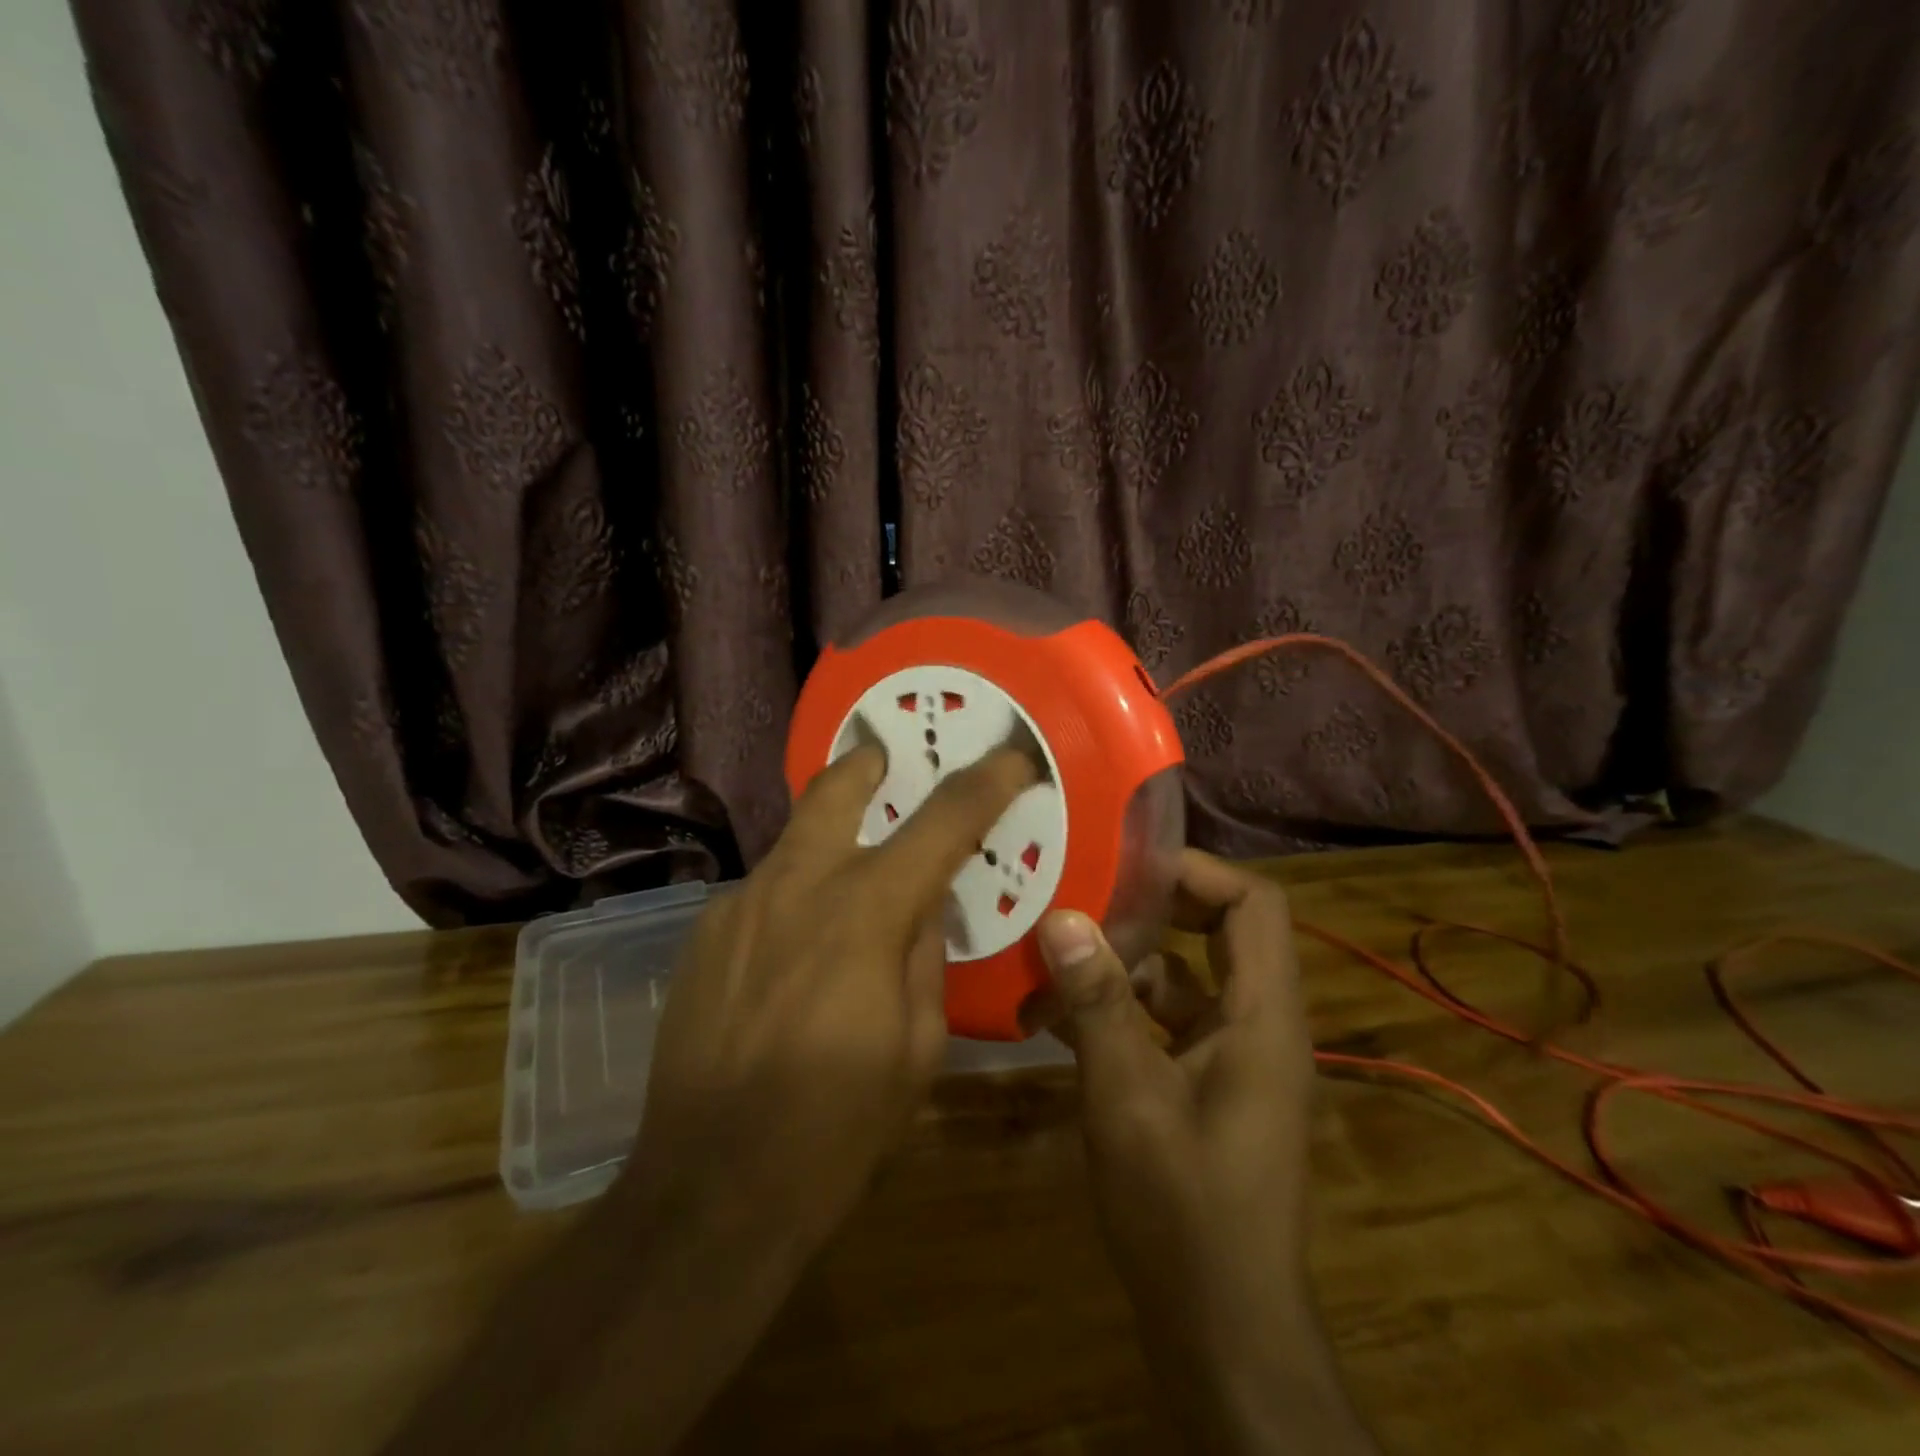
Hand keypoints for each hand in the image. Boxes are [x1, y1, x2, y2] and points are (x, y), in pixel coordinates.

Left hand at [386, 745, 1038, 1455]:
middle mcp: (797, 885)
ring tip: (850, 875)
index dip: (987, 782)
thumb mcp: (918, 1047)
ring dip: (830, 839)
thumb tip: (921, 909)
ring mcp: (739, 904)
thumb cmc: (836, 1128)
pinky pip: (764, 892)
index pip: (942, 820)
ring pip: (795, 840)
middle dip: (869, 764)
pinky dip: (795, 896)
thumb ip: (924, 958)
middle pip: (836, 788)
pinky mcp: (703, 934)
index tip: (1013, 757)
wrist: (709, 1191)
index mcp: (866, 911)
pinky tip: (797, 948)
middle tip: (888, 760)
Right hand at [1038, 852, 1372, 1452]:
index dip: (1197, 872)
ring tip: (1050, 955)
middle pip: (1218, 933)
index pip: (1255, 905)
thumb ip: (1097, 1003)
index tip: (1127, 863)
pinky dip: (1118, 1011)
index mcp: (1264, 1018)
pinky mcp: (1205, 1087)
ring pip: (1182, 980)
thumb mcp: (1128, 1097)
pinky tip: (1054, 1017)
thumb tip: (1062, 917)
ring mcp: (1232, 1059)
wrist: (1221, 1333)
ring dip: (1121, 965)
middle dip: (1151, 910)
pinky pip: (1165, 1024)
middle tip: (1082, 895)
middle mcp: (1259, 1027)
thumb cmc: (1184, 1211)